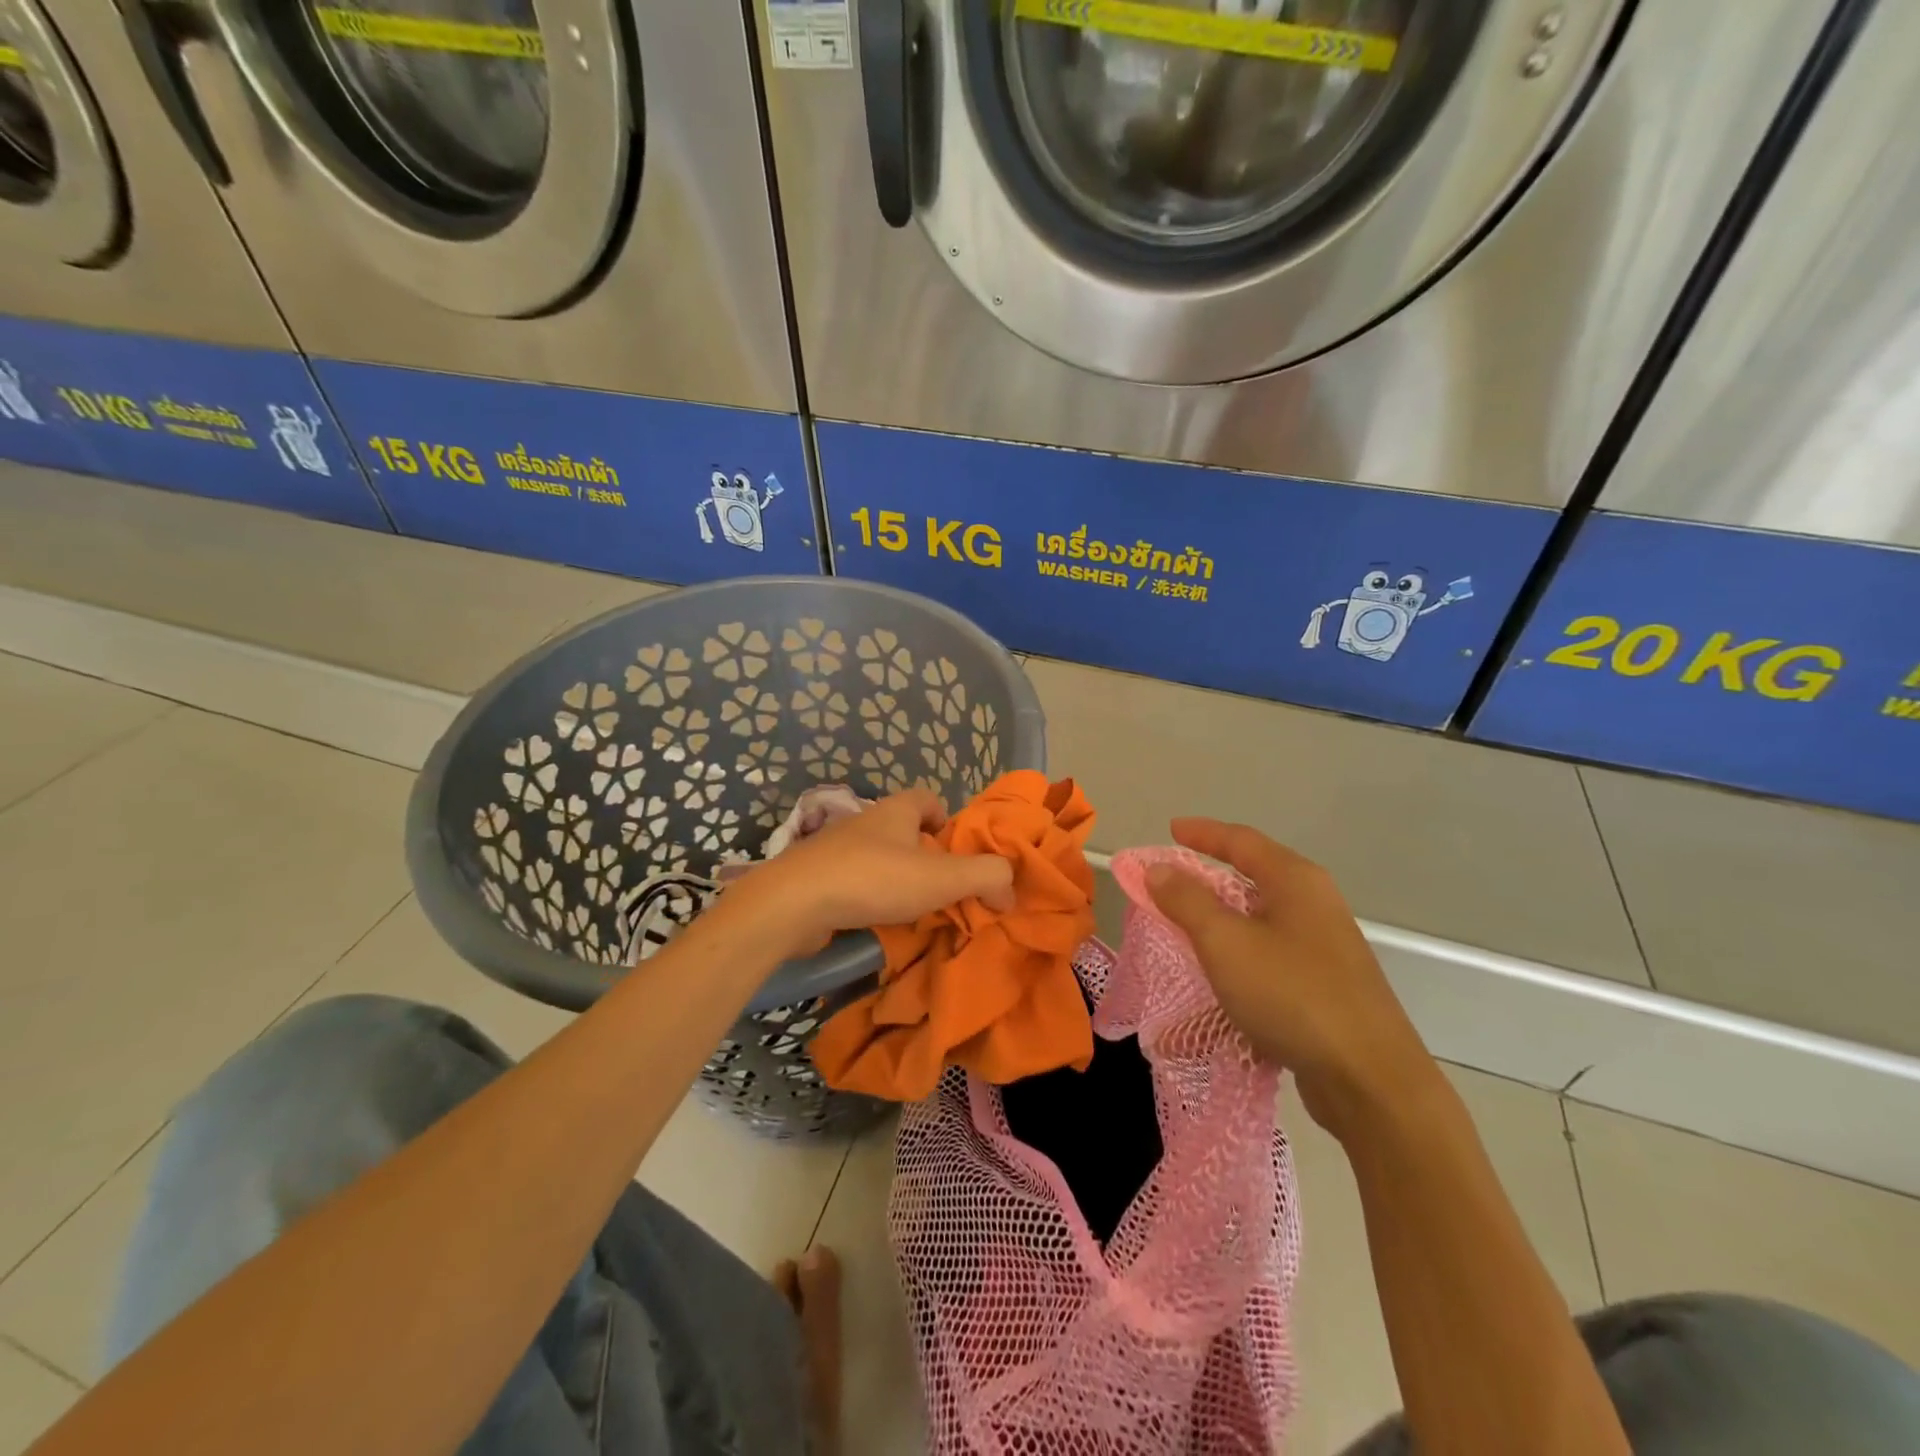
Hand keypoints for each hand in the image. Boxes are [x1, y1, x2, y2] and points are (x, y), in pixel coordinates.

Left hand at [729, 789, 1013, 959]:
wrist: (793, 903)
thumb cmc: (874, 879)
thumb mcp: (943, 877)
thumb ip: (987, 876)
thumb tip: (1010, 888)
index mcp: (896, 810)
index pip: (928, 798)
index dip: (948, 820)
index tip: (958, 853)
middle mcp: (866, 822)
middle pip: (905, 832)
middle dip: (927, 859)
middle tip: (945, 891)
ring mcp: (836, 850)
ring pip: (880, 861)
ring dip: (899, 883)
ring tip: (916, 915)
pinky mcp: (817, 879)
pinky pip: (855, 885)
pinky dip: (871, 901)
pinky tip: (878, 926)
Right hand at [1146, 818, 1439, 1139]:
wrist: (1370, 1080)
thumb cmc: (1292, 995)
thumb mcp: (1225, 942)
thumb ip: (1187, 901)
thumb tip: (1159, 868)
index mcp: (1296, 881)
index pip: (1241, 840)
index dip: (1203, 833)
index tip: (1170, 830)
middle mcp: (1316, 904)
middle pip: (1255, 874)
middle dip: (1210, 875)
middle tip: (1172, 881)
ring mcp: (1326, 946)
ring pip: (1262, 917)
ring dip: (1223, 917)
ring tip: (1189, 926)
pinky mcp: (1328, 984)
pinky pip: (1272, 952)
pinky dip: (1240, 951)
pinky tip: (1223, 975)